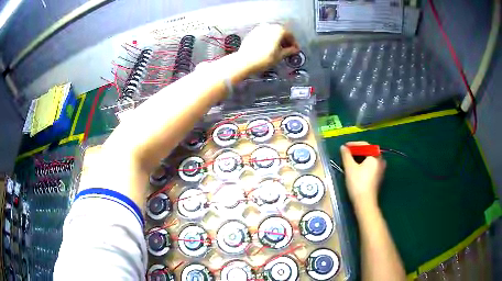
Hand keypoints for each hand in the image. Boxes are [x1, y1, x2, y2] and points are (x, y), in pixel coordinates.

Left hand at [237, 23, 299, 73]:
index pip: (290, 35)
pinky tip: (269, 47)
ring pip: (272, 32)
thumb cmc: (262, 59)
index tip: (295, 49)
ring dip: (277, 39)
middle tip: (288, 49)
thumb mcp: (280, 56)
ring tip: (279, 49)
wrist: (245, 61)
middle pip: (281, 32)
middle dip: (285, 40)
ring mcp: (259, 29)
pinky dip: (269, 39)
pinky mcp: (252, 33)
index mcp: (278, 30)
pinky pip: (264, 34)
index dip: (294, 43)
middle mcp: (269, 26)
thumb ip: (289, 51)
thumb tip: (294, 50)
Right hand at [340, 142, 385, 208]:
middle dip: (358, 151)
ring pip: (370, 159)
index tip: (345, 147)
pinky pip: (371, 166)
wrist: (365, 202)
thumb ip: (346, 155)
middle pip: (369, 151)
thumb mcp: (350, 168)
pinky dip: (364, 164)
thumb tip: (343, 147)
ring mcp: (381, 169)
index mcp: (375, 156)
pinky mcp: (379, 177)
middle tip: (347, 153)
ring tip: (351, 160)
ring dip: (361, 158)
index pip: (365, 145)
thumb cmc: (358, 183)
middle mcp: (381, 161)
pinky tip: (357, 168)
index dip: (354, 145)